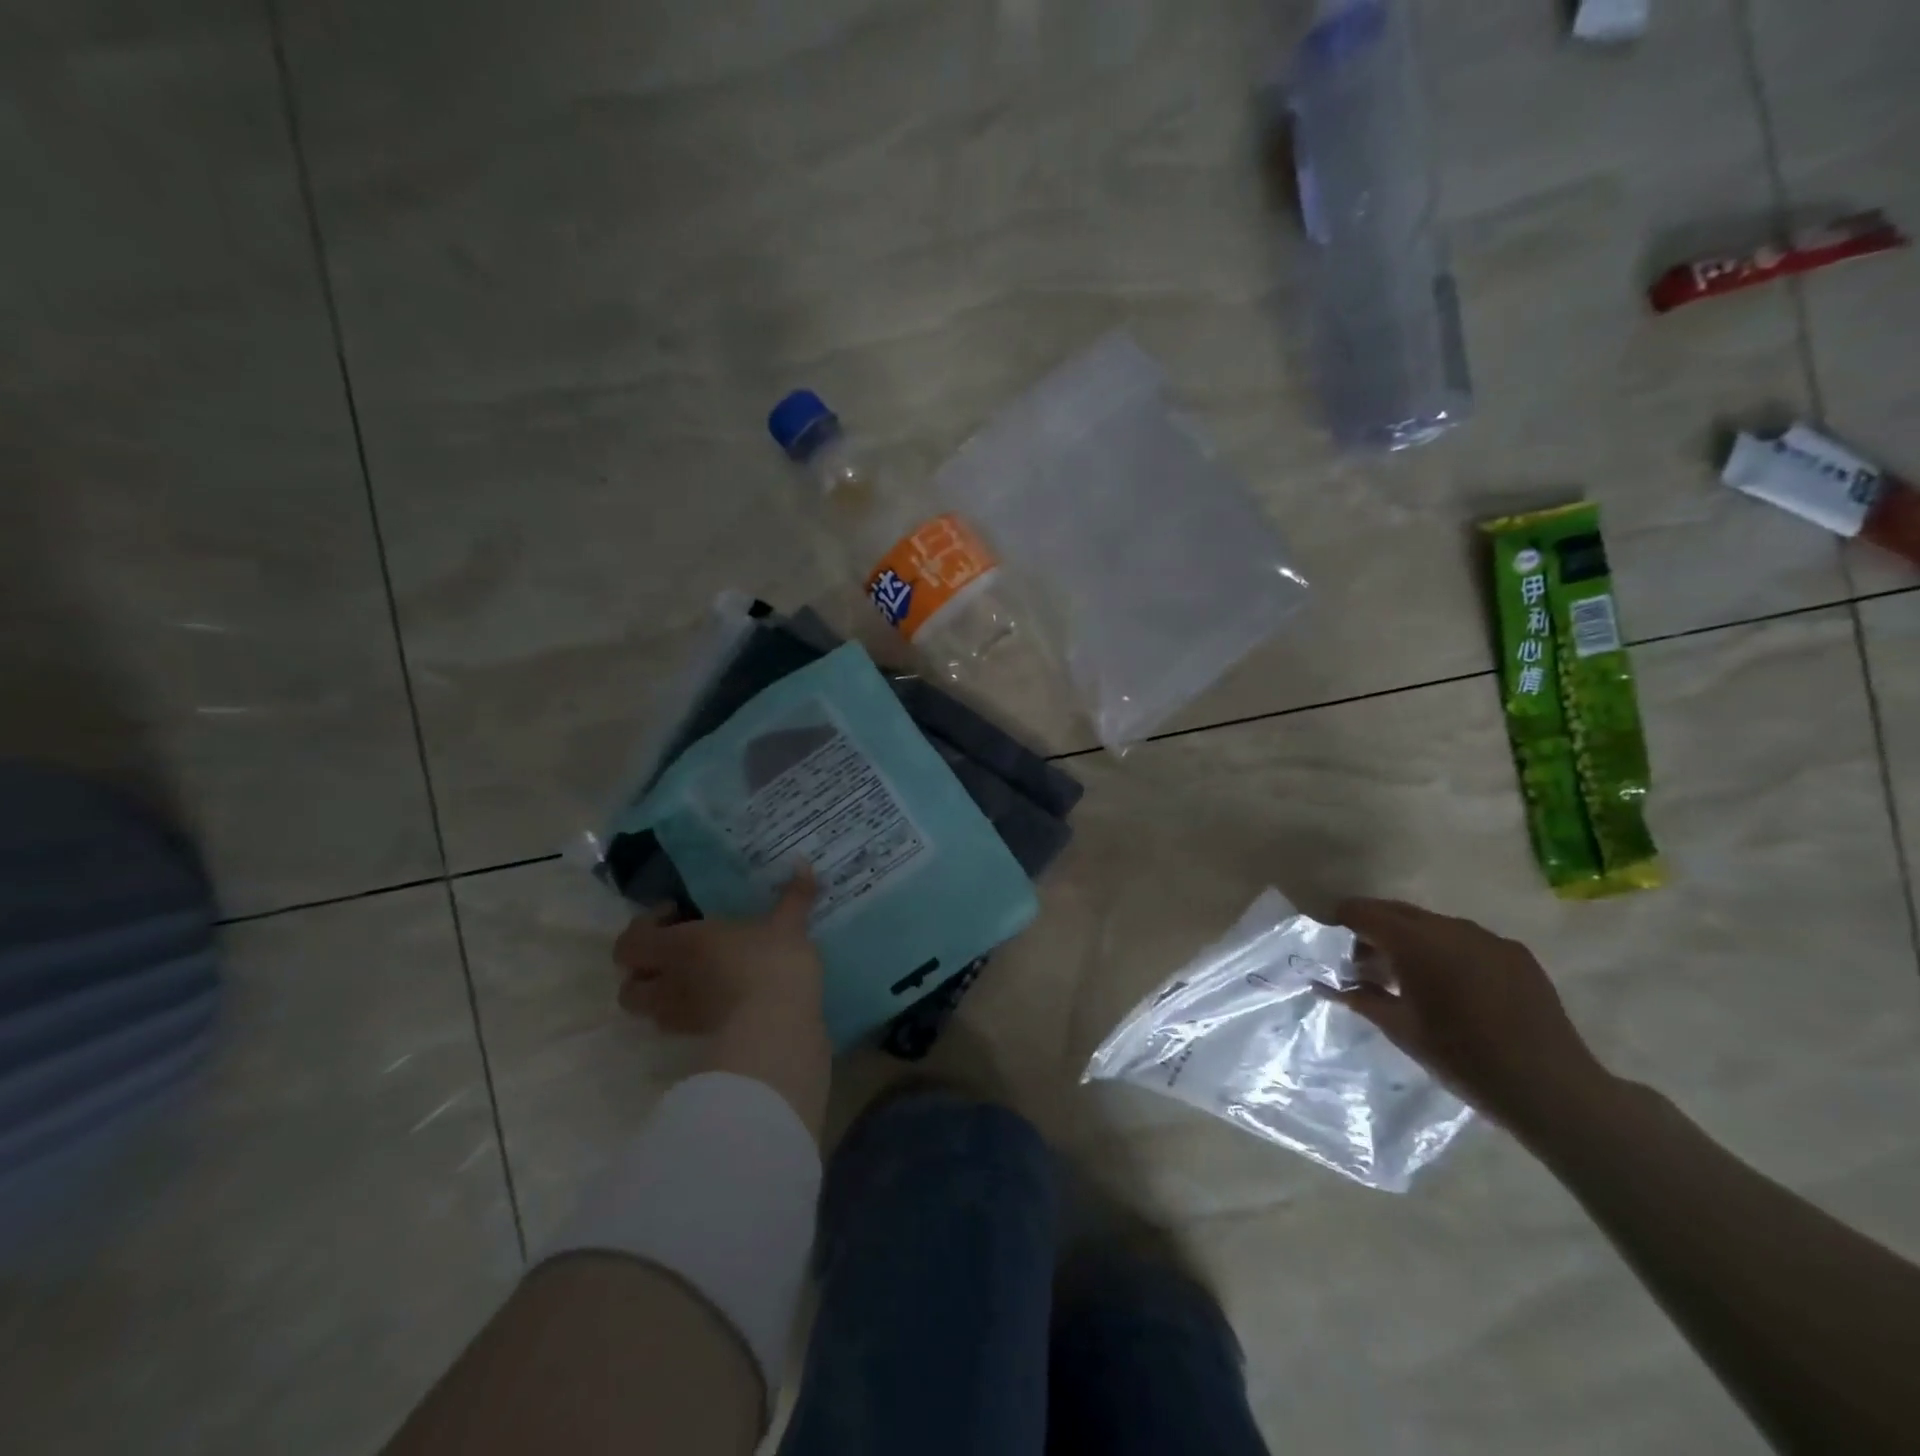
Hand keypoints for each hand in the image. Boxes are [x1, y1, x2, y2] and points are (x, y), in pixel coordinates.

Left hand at [614, 868, 822, 1038]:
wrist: (776, 1027)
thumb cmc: (771, 963)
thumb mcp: (788, 925)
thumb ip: (795, 895)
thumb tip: (803, 863)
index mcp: (679, 945)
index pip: (630, 942)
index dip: (644, 928)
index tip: (677, 914)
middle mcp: (669, 981)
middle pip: (628, 985)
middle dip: (644, 971)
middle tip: (675, 954)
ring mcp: (681, 1016)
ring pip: (649, 1011)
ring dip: (662, 996)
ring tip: (694, 979)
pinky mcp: (700, 1039)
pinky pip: (680, 1025)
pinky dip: (689, 1013)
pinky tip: (718, 1000)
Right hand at [1325, 898, 1614, 1133]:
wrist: (1552, 1090)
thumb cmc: (1462, 1058)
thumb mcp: (1400, 1030)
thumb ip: (1360, 999)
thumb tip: (1326, 985)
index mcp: (1416, 942)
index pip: (1364, 912)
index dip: (1341, 919)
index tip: (1329, 937)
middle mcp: (1450, 928)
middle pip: (1398, 913)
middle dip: (1375, 930)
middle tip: (1365, 965)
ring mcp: (1488, 938)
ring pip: (1433, 926)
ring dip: (1412, 941)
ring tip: (1410, 980)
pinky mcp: (1516, 954)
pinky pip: (1467, 941)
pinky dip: (1447, 952)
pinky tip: (1453, 989)